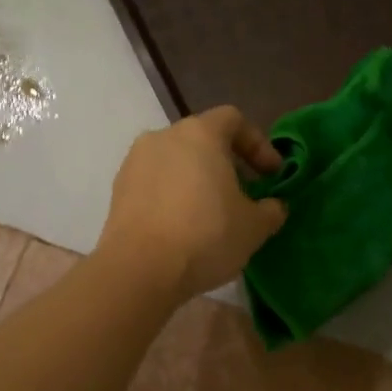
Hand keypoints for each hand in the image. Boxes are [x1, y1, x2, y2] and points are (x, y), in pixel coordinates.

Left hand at [97, 106, 287, 302]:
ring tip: (213, 213)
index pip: (234, 120)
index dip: (258, 144)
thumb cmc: (206, 236)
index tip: (272, 174)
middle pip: (202, 140)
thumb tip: (274, 206)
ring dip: (197, 180)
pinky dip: (172, 196)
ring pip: (175, 162)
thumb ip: (271, 210)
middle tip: (244, 194)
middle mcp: (163, 137)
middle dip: (227, 163)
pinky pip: (155, 184)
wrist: (139, 270)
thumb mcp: (254, 227)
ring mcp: (135, 163)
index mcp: (200, 134)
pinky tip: (184, 227)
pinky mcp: (118, 191)